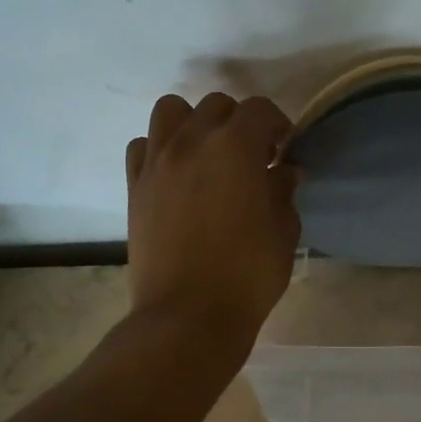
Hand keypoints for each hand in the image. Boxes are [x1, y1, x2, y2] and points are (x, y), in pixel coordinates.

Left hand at [126, 92, 300, 351]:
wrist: (188, 315)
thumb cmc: (247, 274)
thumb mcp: (283, 231)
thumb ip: (284, 191)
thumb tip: (285, 170)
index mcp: (236, 146)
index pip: (260, 110)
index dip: (278, 125)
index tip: (283, 150)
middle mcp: (192, 141)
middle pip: (216, 106)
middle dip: (238, 123)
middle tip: (251, 157)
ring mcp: (158, 162)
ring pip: (171, 111)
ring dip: (193, 123)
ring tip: (207, 154)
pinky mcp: (135, 186)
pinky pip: (143, 146)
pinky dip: (160, 149)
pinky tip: (176, 175)